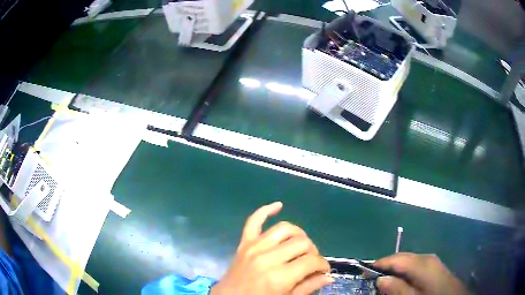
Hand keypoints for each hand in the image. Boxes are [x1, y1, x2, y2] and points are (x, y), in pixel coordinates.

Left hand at [210, 202, 332, 294]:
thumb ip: (308, 287)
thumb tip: (329, 276)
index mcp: (279, 276)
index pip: (312, 261)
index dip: (323, 265)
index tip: (323, 270)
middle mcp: (267, 258)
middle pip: (302, 242)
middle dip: (313, 252)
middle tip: (311, 263)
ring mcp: (253, 247)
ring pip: (285, 229)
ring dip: (299, 235)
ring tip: (301, 247)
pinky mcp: (243, 243)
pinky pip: (254, 221)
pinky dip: (266, 210)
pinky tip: (278, 205)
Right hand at [374, 253, 469, 294]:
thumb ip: (398, 289)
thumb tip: (381, 279)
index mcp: (423, 264)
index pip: (396, 258)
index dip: (379, 264)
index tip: (364, 272)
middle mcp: (427, 258)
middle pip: (402, 257)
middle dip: (387, 267)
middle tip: (372, 280)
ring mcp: (433, 262)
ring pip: (409, 262)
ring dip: (395, 271)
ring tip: (385, 282)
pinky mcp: (435, 268)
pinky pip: (416, 266)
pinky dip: (405, 273)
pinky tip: (402, 283)